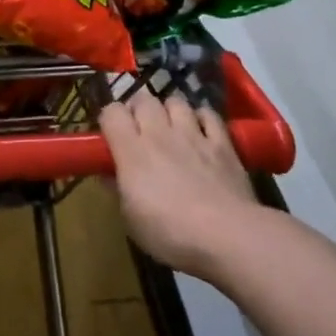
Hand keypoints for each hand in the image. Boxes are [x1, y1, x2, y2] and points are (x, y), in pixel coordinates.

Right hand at [100, 91, 259, 277]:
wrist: (228, 236)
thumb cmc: (171, 232)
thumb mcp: (131, 220)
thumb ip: (118, 191)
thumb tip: (108, 175)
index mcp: (132, 150)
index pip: (111, 112)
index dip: (109, 119)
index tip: (112, 135)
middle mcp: (160, 133)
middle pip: (143, 99)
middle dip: (138, 109)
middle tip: (140, 129)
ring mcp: (193, 134)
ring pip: (176, 101)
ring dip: (169, 110)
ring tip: (171, 127)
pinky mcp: (223, 142)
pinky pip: (209, 114)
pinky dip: (202, 118)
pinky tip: (202, 131)